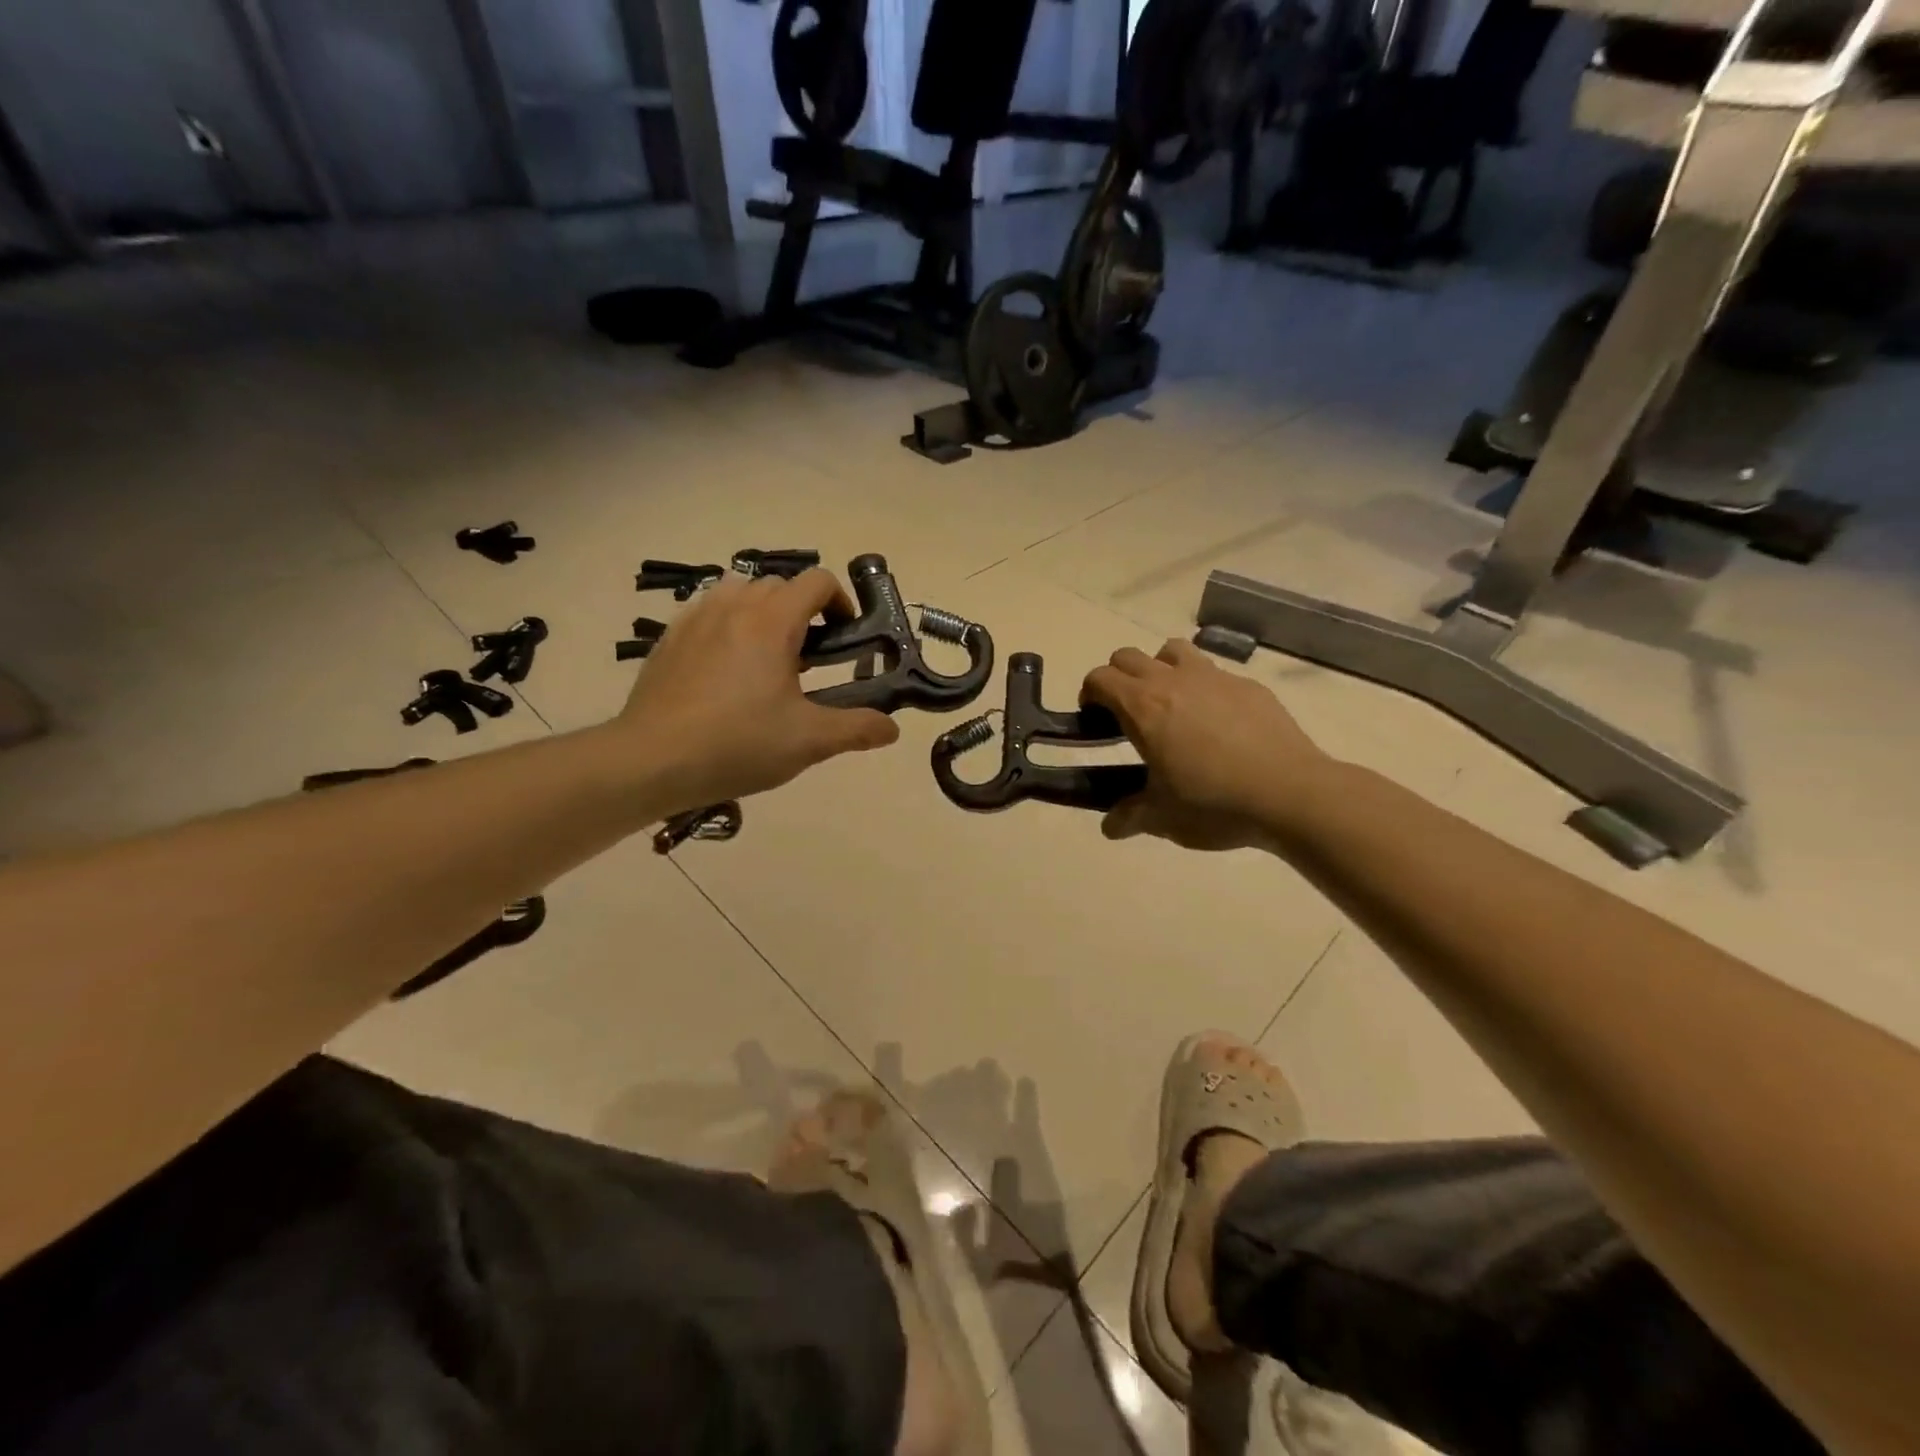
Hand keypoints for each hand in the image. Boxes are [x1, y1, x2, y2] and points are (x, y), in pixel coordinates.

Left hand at [617, 569, 899, 809]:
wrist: (650, 760)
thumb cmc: (737, 744)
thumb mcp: (808, 741)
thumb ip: (857, 729)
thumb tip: (892, 729)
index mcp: (772, 621)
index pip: (817, 581)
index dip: (840, 603)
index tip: (845, 639)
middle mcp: (734, 605)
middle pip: (780, 585)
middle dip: (804, 612)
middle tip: (810, 659)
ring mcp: (695, 617)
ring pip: (740, 593)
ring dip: (764, 613)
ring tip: (767, 659)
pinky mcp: (669, 638)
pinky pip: (708, 612)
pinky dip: (729, 626)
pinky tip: (726, 670)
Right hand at [1081, 640, 1334, 850]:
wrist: (1290, 794)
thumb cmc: (1214, 804)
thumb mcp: (1162, 818)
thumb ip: (1129, 817)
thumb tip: (1110, 827)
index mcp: (1143, 708)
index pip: (1100, 678)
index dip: (1090, 694)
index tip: (1094, 719)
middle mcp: (1174, 681)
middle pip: (1129, 656)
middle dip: (1118, 678)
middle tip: (1126, 714)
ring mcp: (1214, 678)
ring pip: (1172, 650)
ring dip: (1160, 668)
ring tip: (1170, 704)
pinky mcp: (1249, 686)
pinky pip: (1214, 672)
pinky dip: (1202, 687)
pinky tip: (1217, 723)